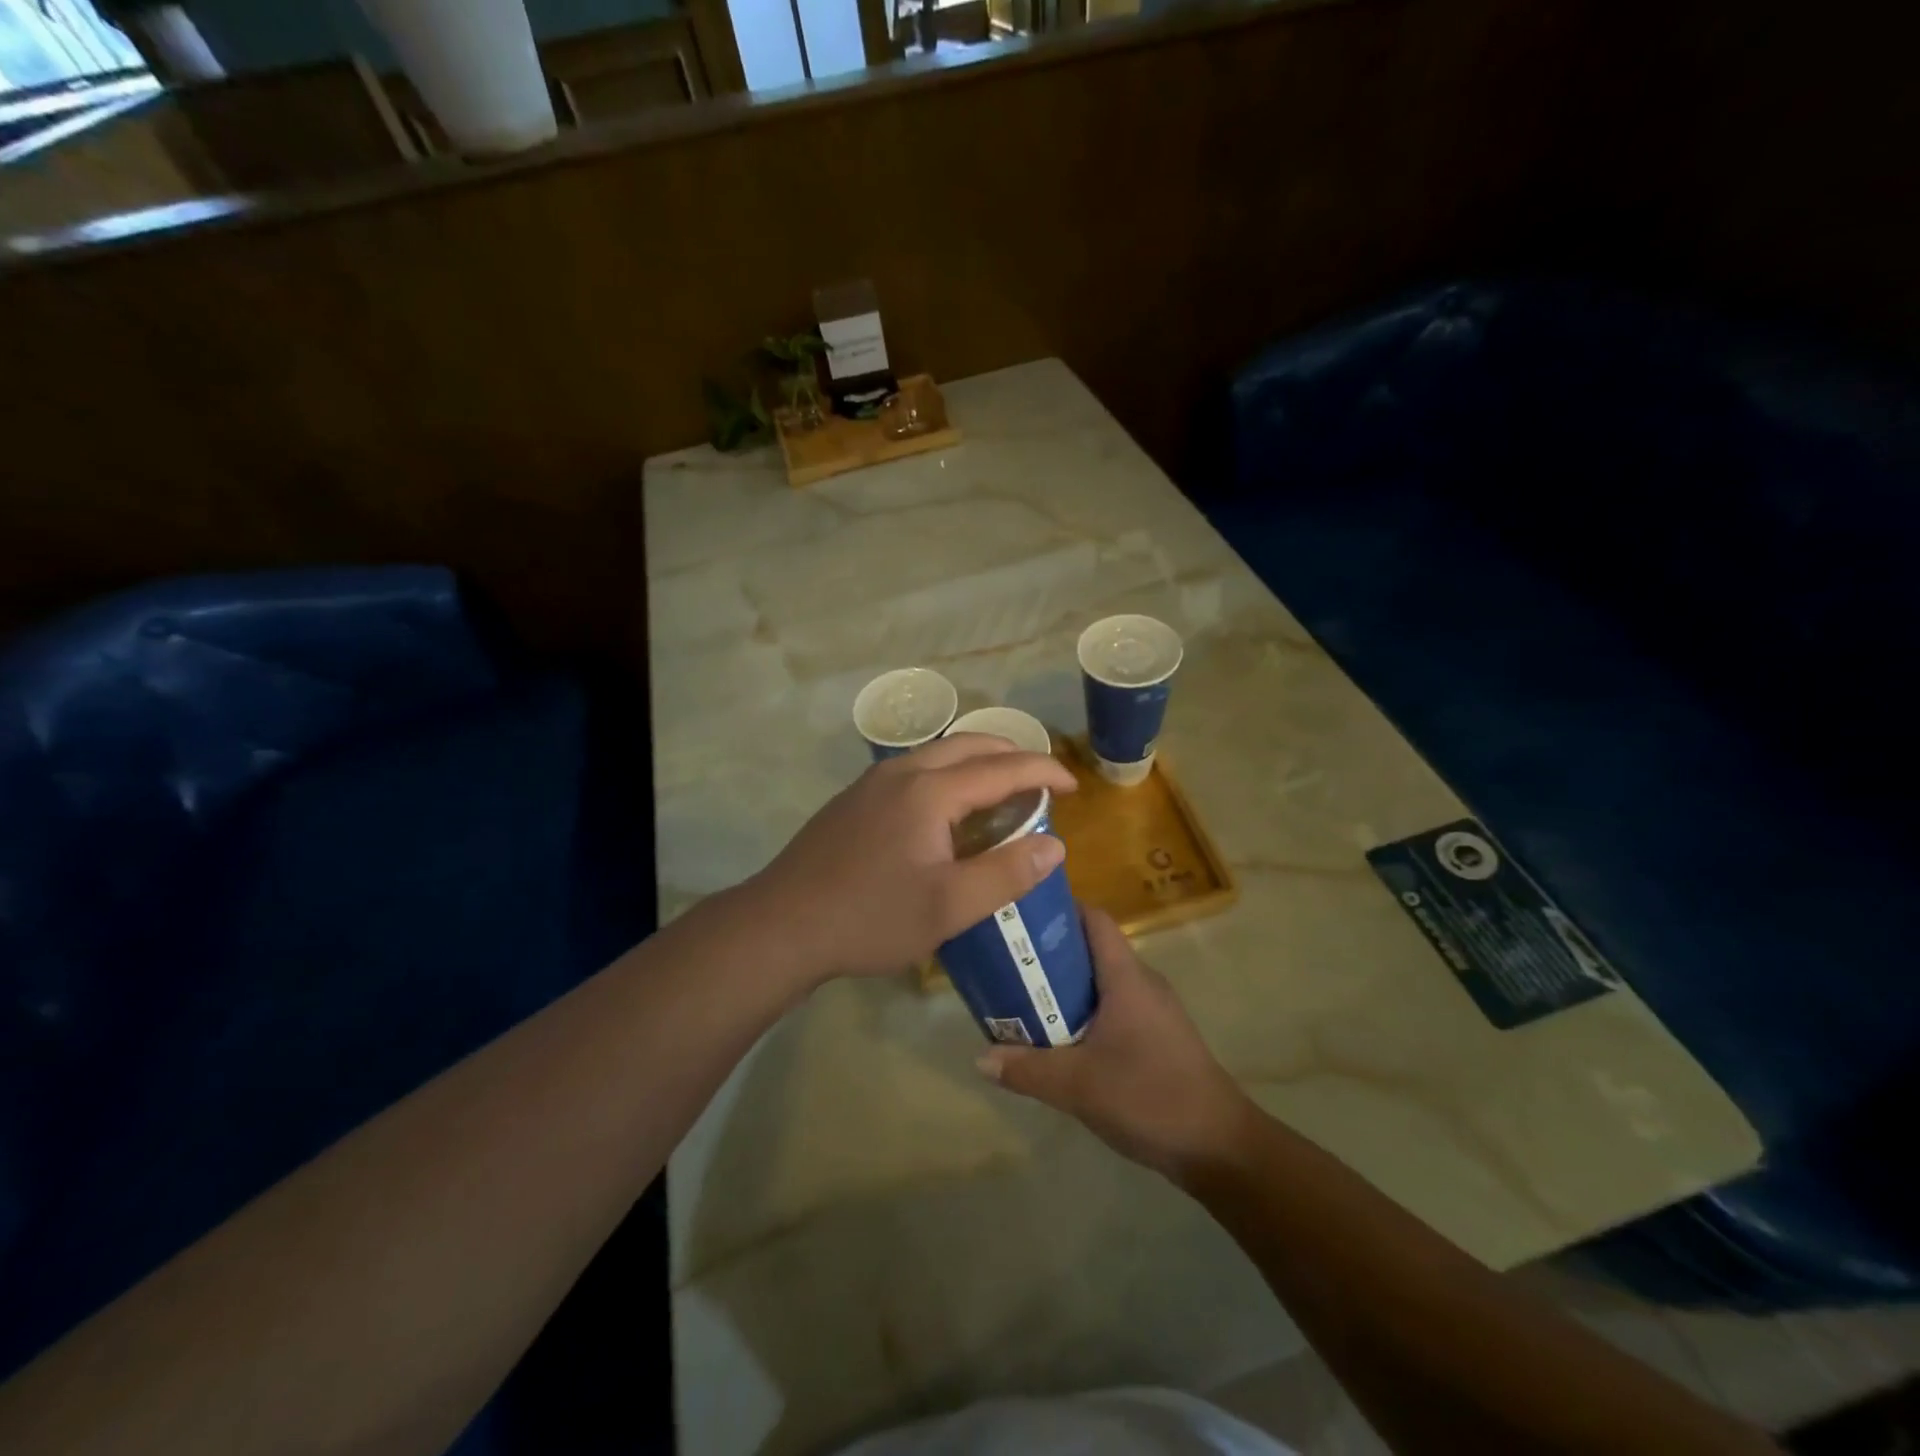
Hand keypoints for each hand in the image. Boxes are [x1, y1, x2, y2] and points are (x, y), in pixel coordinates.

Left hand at [747, 734, 1076, 983]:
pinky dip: (947, 774)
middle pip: (968, 745)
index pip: (1002, 767)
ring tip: (999, 792)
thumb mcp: (948, 907)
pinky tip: (945, 811)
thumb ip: (1006, 874)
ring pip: (937, 753)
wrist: (781, 924)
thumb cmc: (870, 918)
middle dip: (1011, 754)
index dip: (1044, 771)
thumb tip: (1054, 846)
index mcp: (930, 791)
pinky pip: (914, 769)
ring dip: (976, 762)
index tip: (1073, 786)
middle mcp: (902, 772)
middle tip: (1039, 783)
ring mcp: (871, 783)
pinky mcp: (853, 800)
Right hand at [977, 909, 1256, 1181]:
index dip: (1060, 909)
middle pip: (1093, 949)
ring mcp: (1154, 1011)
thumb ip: (1027, 1069)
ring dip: (1066, 986)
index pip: (1095, 919)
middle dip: (1051, 952)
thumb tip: (981, 1057)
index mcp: (1126, 978)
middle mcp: (1142, 983)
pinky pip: (1114, 1008)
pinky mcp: (1158, 1037)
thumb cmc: (1149, 1097)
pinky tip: (1061, 1038)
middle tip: (1009, 962)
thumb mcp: (1078, 1086)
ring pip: (1102, 982)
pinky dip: (1085, 1012)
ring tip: (1025, 998)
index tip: (1021, 915)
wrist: (1220, 1146)